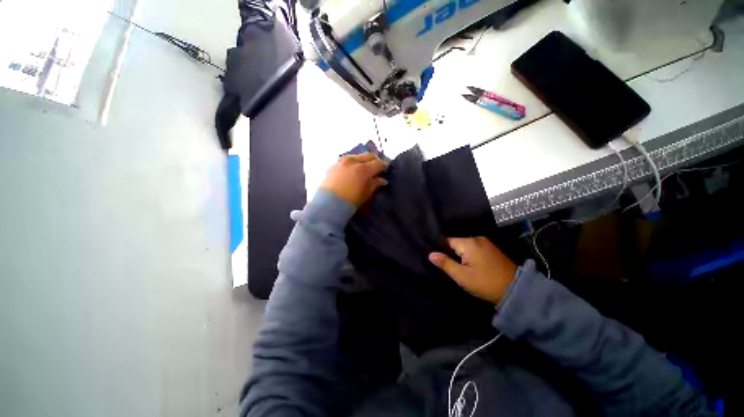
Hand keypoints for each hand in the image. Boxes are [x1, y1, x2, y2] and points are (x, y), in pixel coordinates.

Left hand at [321, 153, 388, 205]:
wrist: (328, 204)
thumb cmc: (350, 201)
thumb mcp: (366, 194)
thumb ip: (375, 184)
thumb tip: (382, 180)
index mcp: (363, 169)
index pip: (378, 163)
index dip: (384, 165)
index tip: (386, 168)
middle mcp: (353, 161)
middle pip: (368, 155)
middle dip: (375, 160)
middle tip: (378, 166)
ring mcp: (342, 161)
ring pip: (357, 156)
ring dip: (364, 160)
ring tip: (366, 167)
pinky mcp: (334, 164)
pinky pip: (347, 159)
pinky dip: (354, 162)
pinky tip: (354, 169)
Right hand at [429, 237, 516, 304]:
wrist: (516, 290)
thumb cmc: (485, 283)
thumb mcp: (462, 276)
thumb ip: (445, 263)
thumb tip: (431, 254)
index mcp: (468, 243)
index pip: (447, 240)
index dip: (441, 249)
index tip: (439, 259)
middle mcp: (477, 238)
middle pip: (456, 242)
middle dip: (451, 252)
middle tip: (448, 264)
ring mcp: (486, 242)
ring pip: (465, 245)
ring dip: (460, 253)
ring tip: (458, 264)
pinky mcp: (491, 248)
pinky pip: (474, 247)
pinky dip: (469, 254)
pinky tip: (469, 263)